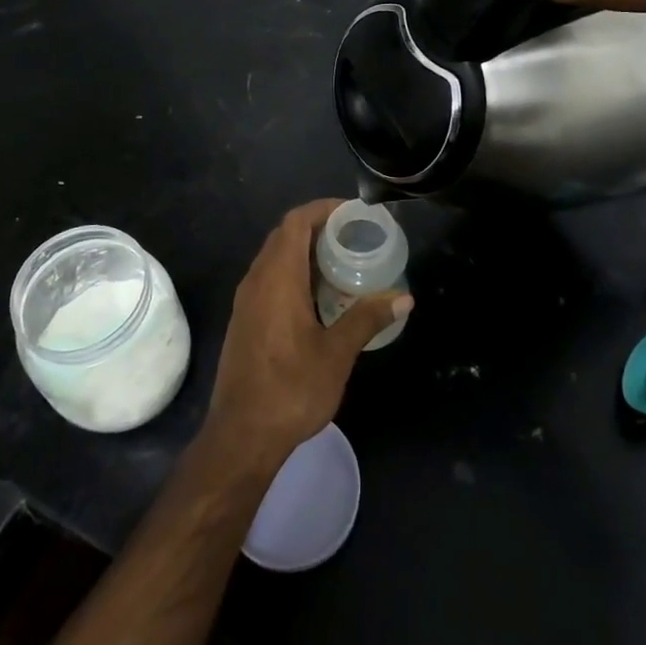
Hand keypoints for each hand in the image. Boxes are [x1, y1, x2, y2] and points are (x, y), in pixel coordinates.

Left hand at [200, 200, 410, 470]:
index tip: (353, 213)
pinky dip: (295, 272)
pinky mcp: (245, 318)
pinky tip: (320, 295)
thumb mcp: (337, 354)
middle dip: (318, 227)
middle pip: (285, 235)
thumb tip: (404, 297)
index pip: (296, 222)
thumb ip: (367, 319)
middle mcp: (256, 280)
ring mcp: (246, 300)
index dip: (323, 209)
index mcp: (277, 278)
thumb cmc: (291, 389)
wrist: (242, 435)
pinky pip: (270, 277)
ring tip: (344, 261)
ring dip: (306, 251)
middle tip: (355, 236)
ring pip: (275, 257)